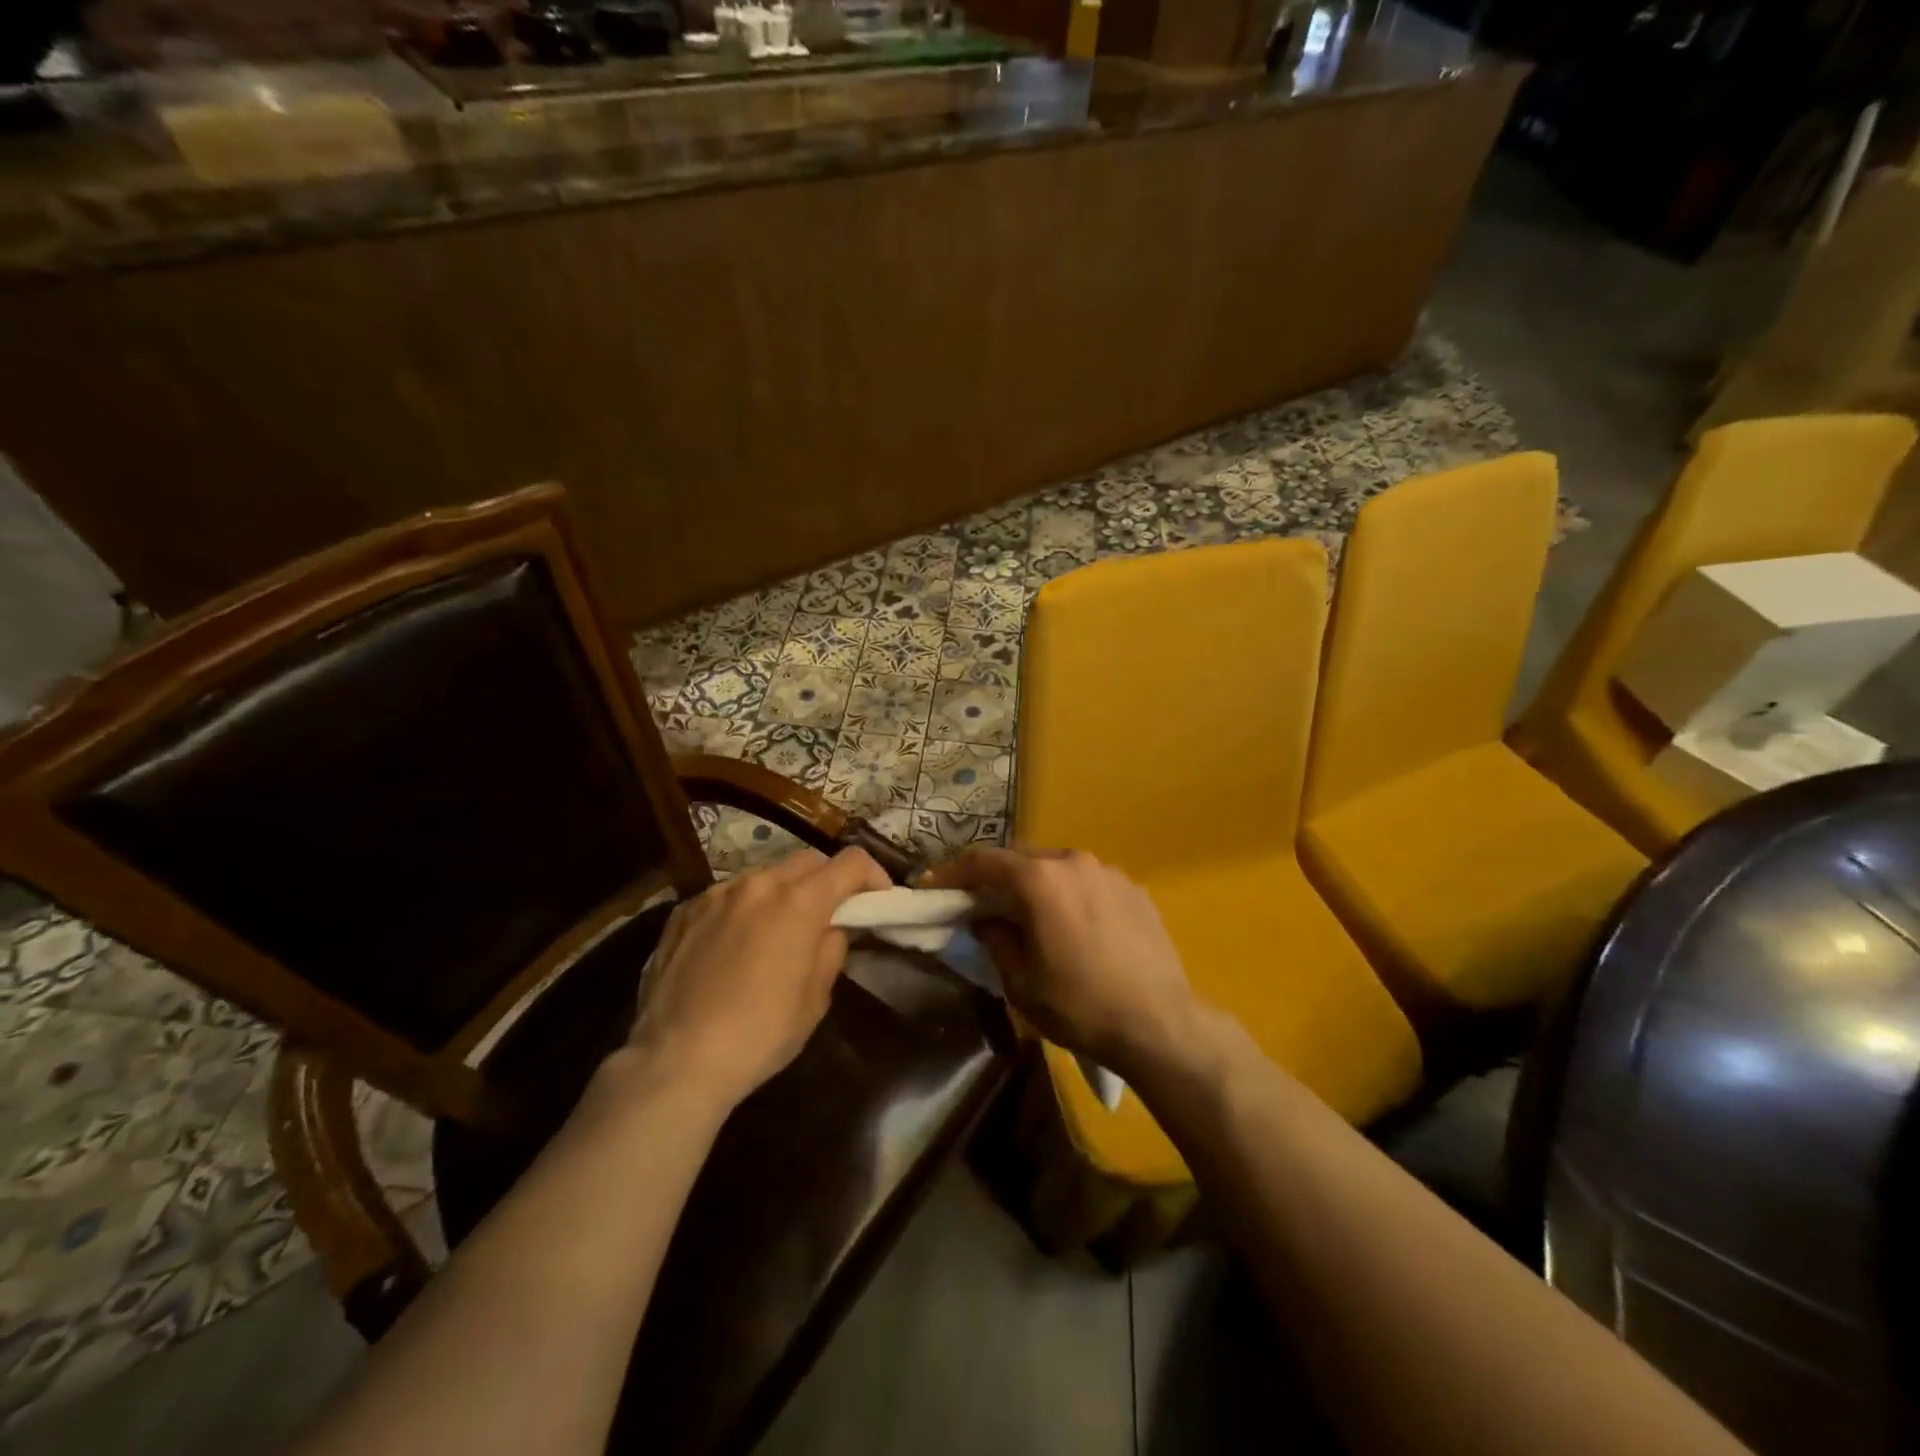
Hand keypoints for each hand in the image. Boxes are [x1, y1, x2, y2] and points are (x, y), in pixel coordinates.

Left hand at [626, 847, 889, 1111]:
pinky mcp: (684, 911)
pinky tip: (736, 943)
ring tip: (780, 929)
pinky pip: (727, 895)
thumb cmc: (760, 1033)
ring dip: (783, 892)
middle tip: (831, 914)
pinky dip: (744, 907)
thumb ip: (830, 950)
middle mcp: (759, 883)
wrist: (676, 1060)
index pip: (851, 862)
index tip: (877, 901)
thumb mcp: (815, 999)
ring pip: (764, 875)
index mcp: (800, 901)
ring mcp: (716, 893)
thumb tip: (830, 929)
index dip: (873, 876)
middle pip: (808, 861)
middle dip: (828, 880)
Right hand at [922, 847, 1202, 1079]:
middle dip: (996, 877)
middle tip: (979, 901)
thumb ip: (995, 938)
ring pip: (1057, 868)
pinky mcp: (1133, 888)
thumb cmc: (1080, 1004)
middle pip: (1022, 859)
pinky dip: (1069, 894)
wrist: (1159, 1023)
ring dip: (1035, 885)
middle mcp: (1074, 862)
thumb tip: (985, 918)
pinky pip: (1088, 882)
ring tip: (1029, 915)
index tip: (931, 885)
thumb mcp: (1020, 981)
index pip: (984, 861)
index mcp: (1040, 880)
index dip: (952, 872)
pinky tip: (1073, 925)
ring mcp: (1108, 872)